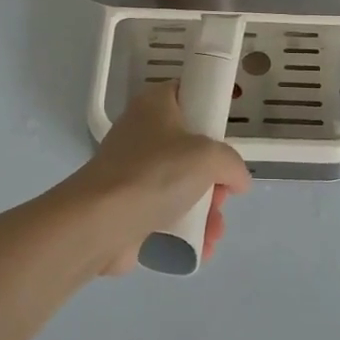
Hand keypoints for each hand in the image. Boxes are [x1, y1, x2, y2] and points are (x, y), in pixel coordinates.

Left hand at [69, 83, 250, 275]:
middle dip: (215, 177)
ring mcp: (133, 171)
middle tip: (223, 193)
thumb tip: (238, 181)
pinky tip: (203, 246)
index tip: (228, 135)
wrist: (101, 222)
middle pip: (191, 148)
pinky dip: (186, 228)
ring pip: (182, 184)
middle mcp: (142, 133)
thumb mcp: (209, 157)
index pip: (187, 93)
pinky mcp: (129, 206)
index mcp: (155, 106)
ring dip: (206, 209)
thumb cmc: (155, 173)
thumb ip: (232, 164)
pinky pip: (167, 213)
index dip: (210, 110)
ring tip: (214, 230)